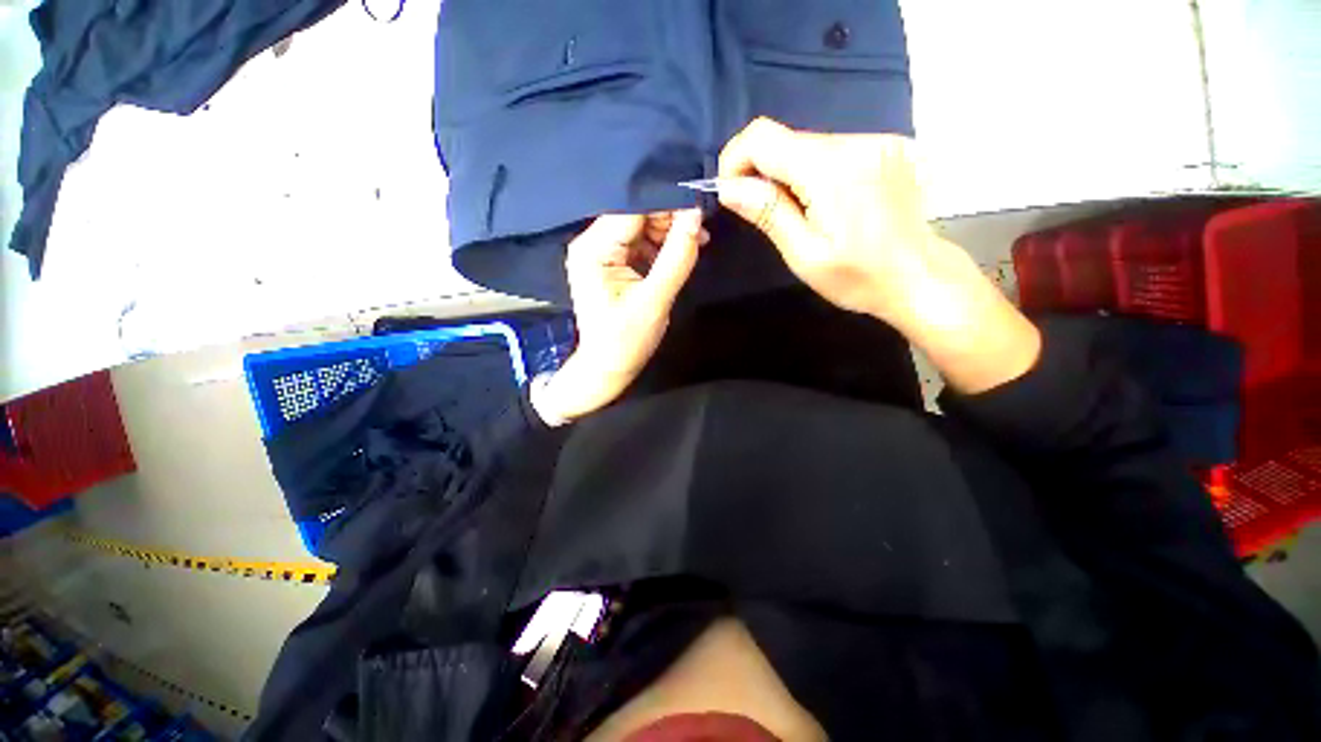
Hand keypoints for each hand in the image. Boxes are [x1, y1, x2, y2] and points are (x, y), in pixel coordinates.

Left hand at [531, 210, 706, 424]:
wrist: (608, 367)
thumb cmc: (626, 340)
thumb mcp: (655, 300)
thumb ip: (677, 257)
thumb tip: (697, 214)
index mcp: (594, 250)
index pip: (632, 209)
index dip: (667, 203)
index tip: (700, 204)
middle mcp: (592, 243)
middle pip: (636, 214)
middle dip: (670, 218)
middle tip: (701, 230)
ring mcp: (601, 252)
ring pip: (641, 226)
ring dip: (669, 231)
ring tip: (698, 241)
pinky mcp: (612, 261)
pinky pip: (640, 242)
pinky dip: (662, 244)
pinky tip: (682, 250)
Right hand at [717, 117, 1039, 393]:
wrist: (919, 277)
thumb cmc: (858, 277)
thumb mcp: (804, 255)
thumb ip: (768, 213)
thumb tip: (728, 187)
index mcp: (830, 169)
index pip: (762, 137)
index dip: (735, 159)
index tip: (731, 193)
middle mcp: (854, 141)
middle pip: (785, 139)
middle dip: (761, 171)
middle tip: (762, 214)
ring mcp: (874, 141)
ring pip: (806, 144)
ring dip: (787, 174)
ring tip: (796, 215)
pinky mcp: (884, 147)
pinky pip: (831, 151)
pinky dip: (812, 173)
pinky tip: (822, 204)